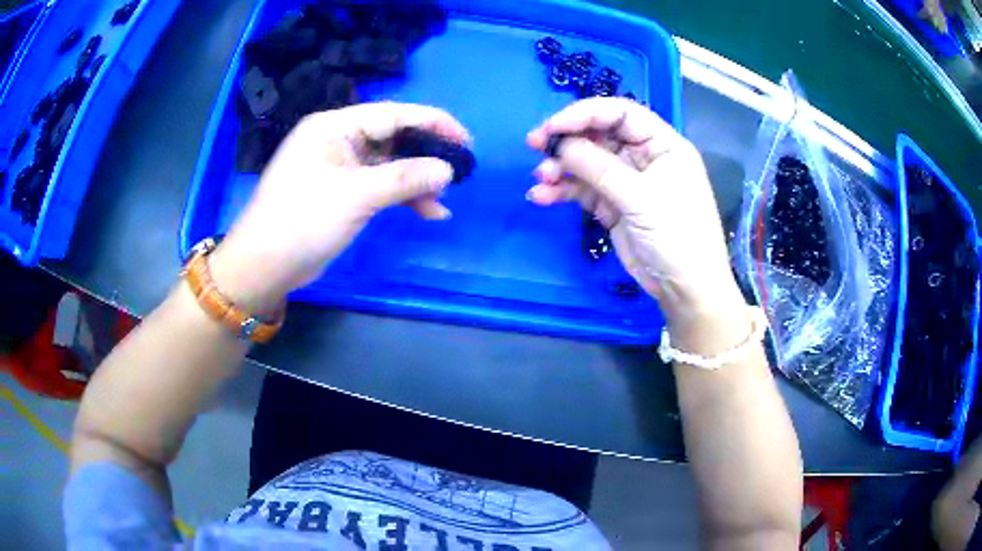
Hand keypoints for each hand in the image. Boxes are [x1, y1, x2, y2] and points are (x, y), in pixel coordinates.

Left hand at [210, 102, 470, 311]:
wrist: (265, 266)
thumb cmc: (302, 221)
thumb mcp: (355, 196)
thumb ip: (404, 179)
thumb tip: (448, 170)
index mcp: (334, 127)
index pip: (391, 114)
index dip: (431, 122)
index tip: (465, 139)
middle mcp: (337, 141)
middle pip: (392, 138)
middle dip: (425, 155)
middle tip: (460, 171)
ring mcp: (339, 168)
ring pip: (389, 165)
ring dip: (416, 181)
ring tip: (442, 201)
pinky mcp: (342, 193)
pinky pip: (380, 186)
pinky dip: (402, 197)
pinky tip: (427, 212)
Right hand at [526, 97, 744, 327]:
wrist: (685, 290)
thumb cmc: (678, 237)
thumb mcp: (641, 198)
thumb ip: (600, 168)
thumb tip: (560, 145)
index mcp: (662, 144)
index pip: (621, 113)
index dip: (585, 113)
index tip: (553, 126)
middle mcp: (643, 157)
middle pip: (599, 135)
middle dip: (567, 140)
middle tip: (535, 145)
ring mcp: (627, 182)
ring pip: (588, 163)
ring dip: (561, 168)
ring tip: (541, 180)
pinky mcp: (614, 206)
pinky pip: (584, 190)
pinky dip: (563, 191)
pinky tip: (541, 196)